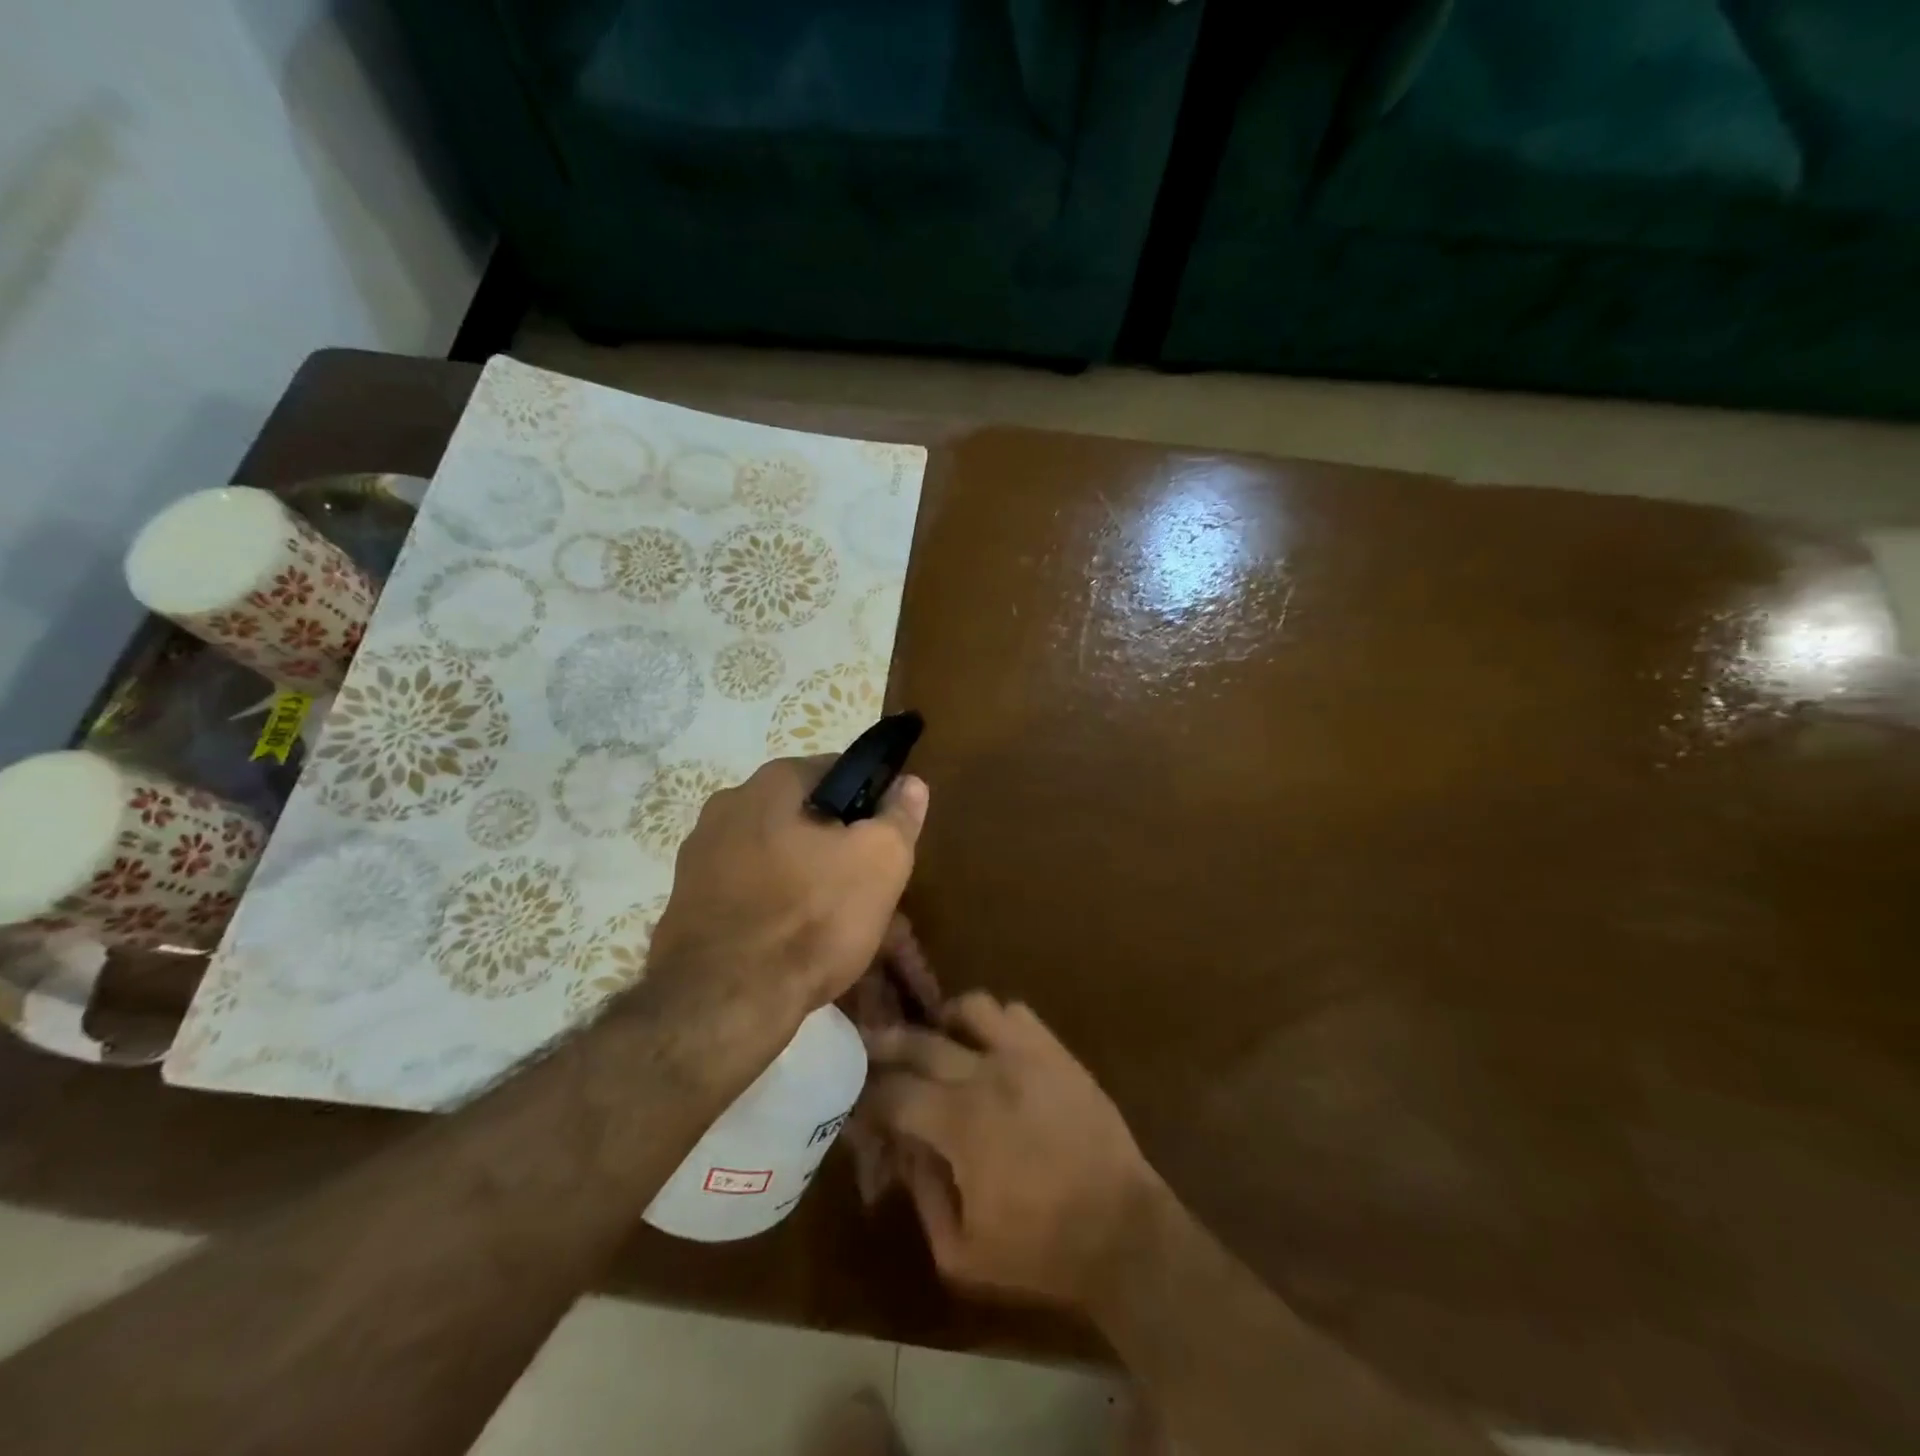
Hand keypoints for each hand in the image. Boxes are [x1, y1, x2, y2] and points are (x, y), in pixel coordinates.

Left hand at [646, 757, 928, 1024]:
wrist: (724, 1002)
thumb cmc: (812, 917)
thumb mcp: (881, 861)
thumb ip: (899, 816)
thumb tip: (910, 784)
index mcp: (770, 783)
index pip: (836, 770)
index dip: (870, 800)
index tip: (886, 838)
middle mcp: (726, 807)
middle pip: (802, 817)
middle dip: (836, 844)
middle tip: (865, 885)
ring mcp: (698, 857)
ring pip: (774, 857)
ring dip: (805, 877)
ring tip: (833, 921)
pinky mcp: (686, 904)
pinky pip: (747, 892)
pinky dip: (772, 907)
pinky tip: (792, 942)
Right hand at [864, 993, 1162, 1311]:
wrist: (1122, 1230)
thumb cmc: (1039, 1250)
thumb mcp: (960, 1252)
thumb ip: (921, 1195)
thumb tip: (902, 1148)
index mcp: (960, 1124)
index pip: (894, 1092)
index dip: (867, 1096)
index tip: (856, 1100)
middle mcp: (987, 1074)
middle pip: (921, 1040)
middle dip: (886, 1043)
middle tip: (868, 1046)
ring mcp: (1026, 1055)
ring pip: (970, 1008)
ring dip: (944, 1022)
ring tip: (938, 1042)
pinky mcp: (1056, 1051)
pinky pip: (1015, 1013)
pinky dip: (992, 1021)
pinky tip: (989, 1046)